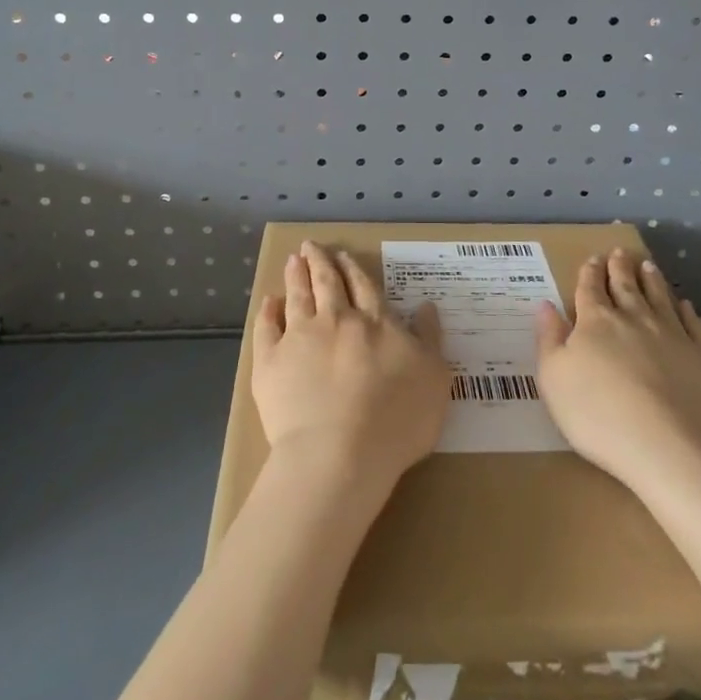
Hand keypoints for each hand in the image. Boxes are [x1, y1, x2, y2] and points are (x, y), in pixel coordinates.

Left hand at [253, 241, 448, 489]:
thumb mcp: (433, 378)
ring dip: (295, 276)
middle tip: (311, 246)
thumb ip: (429, 339)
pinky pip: (266, 329)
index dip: (352, 269)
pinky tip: (269, 302)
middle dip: (320, 262)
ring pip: (298, 297)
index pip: (363, 287)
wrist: (339, 453)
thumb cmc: (396, 420)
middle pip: (327, 283)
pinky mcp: (270, 362)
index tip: (343, 255)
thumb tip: (427, 305)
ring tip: (292, 260)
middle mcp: (336, 320)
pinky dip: (268, 312)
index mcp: (375, 323)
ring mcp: (300, 338)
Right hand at [535, 248, 700, 489]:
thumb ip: (549, 339)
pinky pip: (694, 326)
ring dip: (652, 280)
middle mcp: (635, 319)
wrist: (671, 450)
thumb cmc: (599, 416)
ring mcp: (674, 336)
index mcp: (596, 322)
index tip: (592, 259)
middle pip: (626, 286)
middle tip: (620, 251)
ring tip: (648, 266)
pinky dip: (688, 312)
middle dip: (620, 267)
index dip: (590, 272)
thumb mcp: (554, 379)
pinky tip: (686, 306)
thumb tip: (545, 305)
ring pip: (661, 298)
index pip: (590, 289)